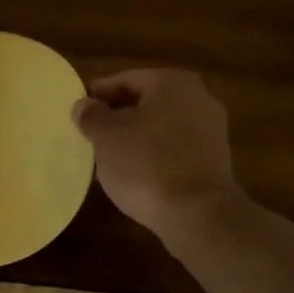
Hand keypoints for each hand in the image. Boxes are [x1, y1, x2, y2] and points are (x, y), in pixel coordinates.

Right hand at [71, 69, 242, 240]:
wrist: (197, 213)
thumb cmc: (146, 164)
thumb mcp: (107, 137)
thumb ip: (92, 116)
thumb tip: (83, 105)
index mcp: (172, 82)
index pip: (127, 79)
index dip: (100, 93)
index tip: (79, 108)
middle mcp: (198, 97)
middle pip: (147, 101)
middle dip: (119, 115)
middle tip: (91, 131)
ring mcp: (211, 129)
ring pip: (161, 125)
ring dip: (136, 135)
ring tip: (108, 154)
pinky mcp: (214, 159)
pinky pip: (175, 147)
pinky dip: (154, 153)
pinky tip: (134, 171)